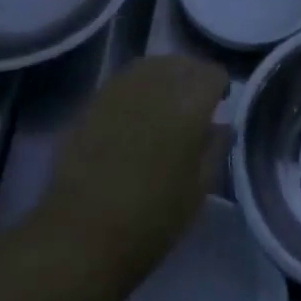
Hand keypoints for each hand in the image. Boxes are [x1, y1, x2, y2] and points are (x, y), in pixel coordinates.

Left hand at [36, 55, 228, 291]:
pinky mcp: (94, 100)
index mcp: (189, 103)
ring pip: (152, 65)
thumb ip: (215, 148)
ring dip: (165, 78)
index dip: (220, 88)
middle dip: (193, 79)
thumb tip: (220, 124)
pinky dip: (138, 88)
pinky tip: (135, 115)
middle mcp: (156, 84)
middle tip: (194, 107)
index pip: (213, 73)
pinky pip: (125, 80)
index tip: (219, 107)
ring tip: (165, 106)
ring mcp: (120, 88)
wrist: (80, 237)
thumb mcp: (199, 190)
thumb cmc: (151, 221)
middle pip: (182, 63)